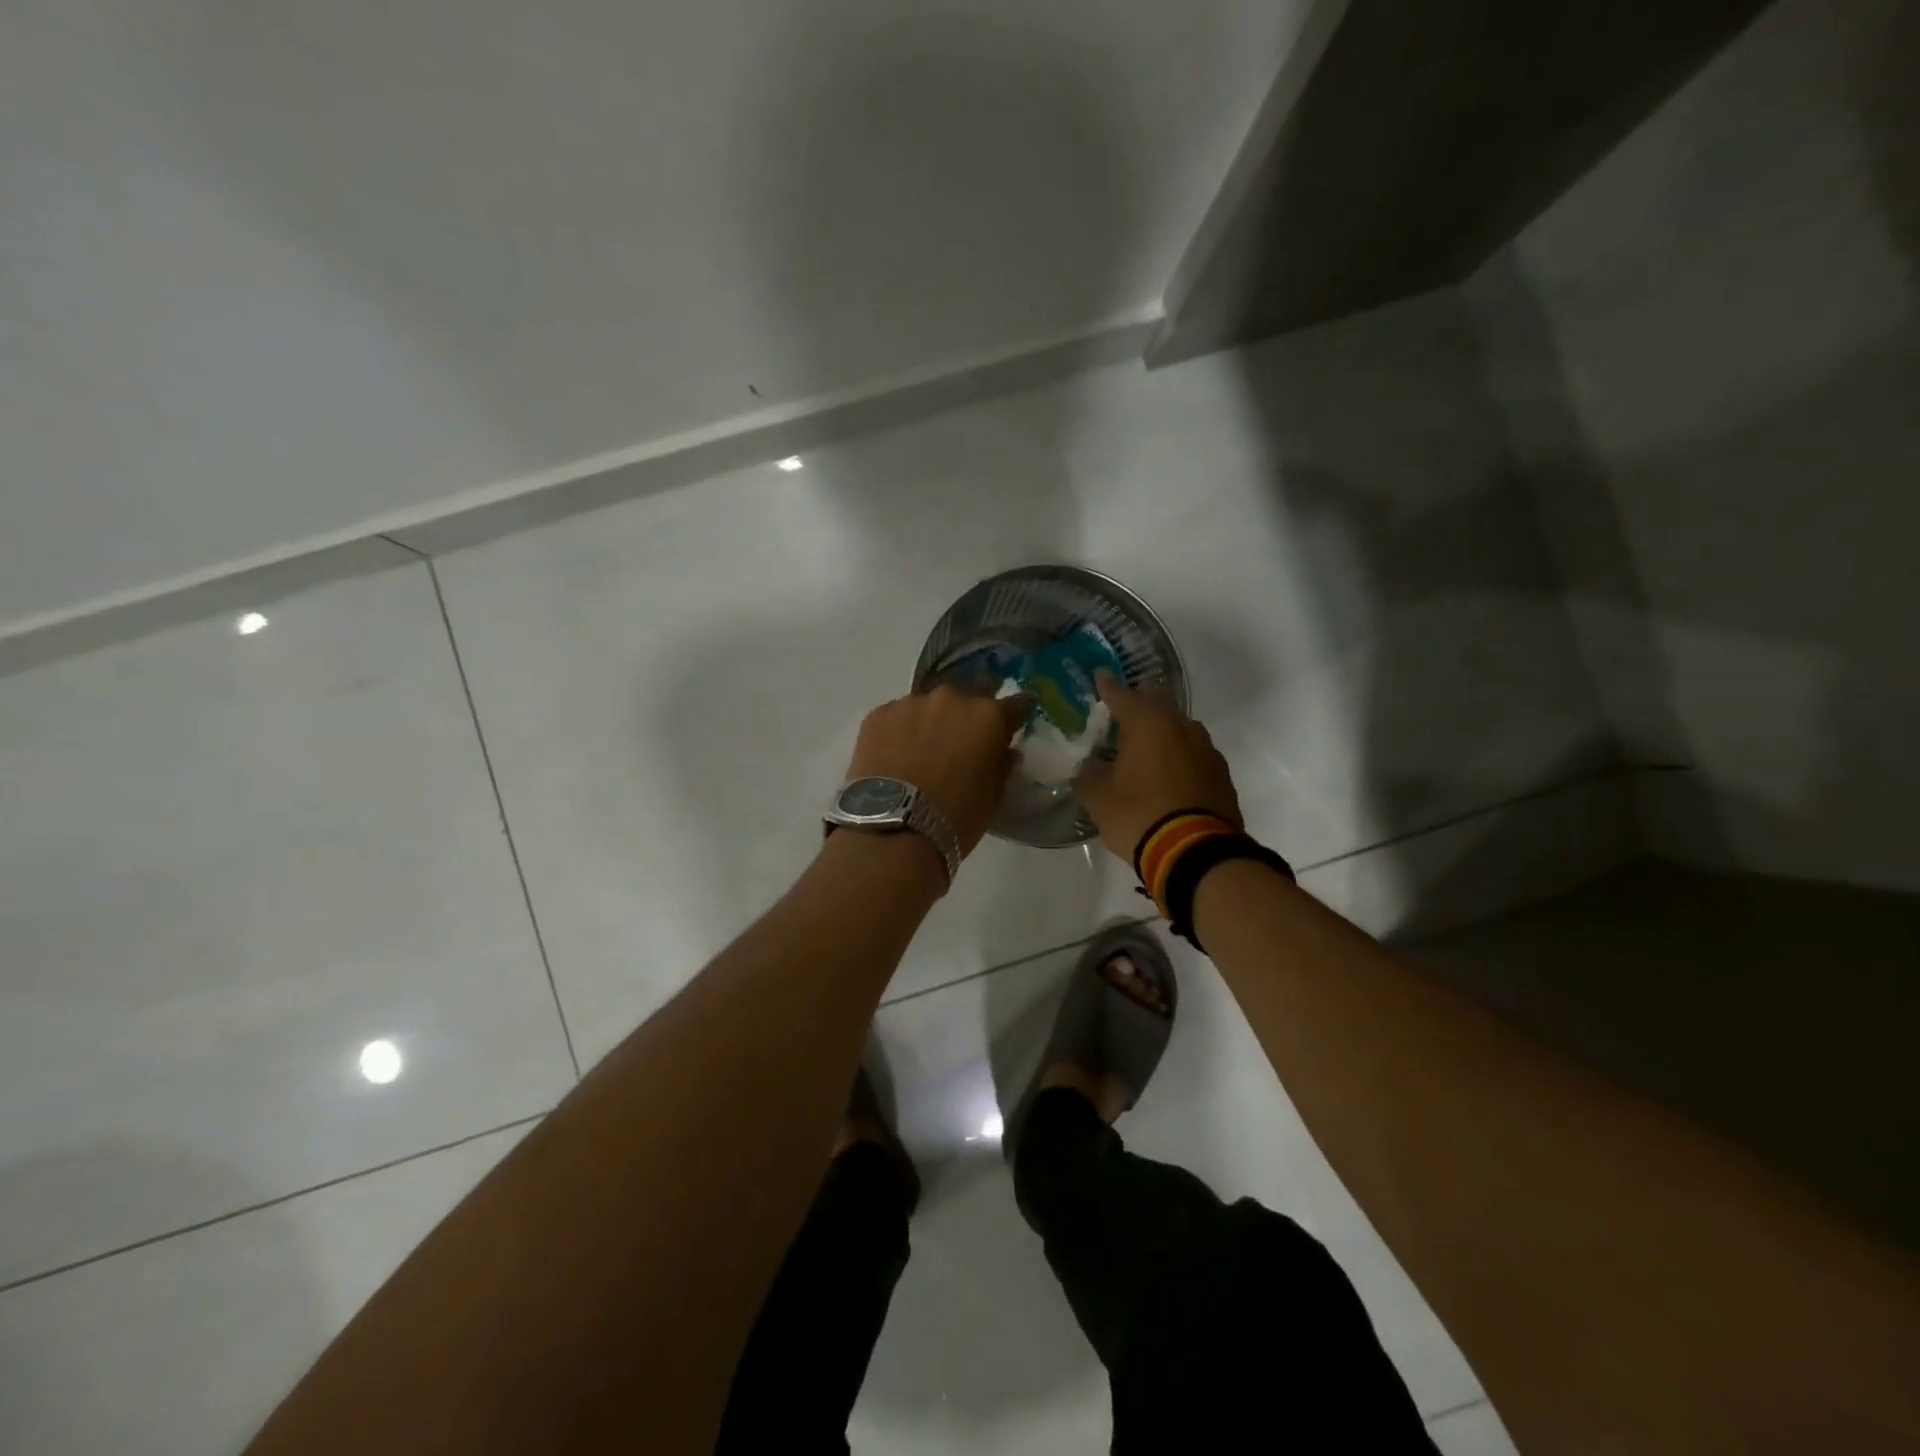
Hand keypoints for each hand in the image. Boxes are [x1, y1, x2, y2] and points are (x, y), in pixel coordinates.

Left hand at [844, 686, 1031, 857]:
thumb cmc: (956, 817)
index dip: (1017, 713)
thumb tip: (1005, 750)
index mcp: (988, 716)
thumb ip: (1002, 763)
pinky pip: (897, 717)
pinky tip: (894, 755)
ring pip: (928, 706)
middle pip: (967, 699)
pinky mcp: (878, 714)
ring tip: (921, 751)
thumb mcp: (994, 795)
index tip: (1016, 720)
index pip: (1016, 703)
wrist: (894, 828)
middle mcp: (952, 698)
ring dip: (931, 722)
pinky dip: (900, 731)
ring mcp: (911, 703)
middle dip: (968, 716)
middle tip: (960, 742)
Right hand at [1077, 672, 1241, 864]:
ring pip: (1179, 728)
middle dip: (1139, 705)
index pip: (1122, 695)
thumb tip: (1088, 767)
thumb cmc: (1139, 817)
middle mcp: (1181, 727)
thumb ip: (1089, 776)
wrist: (1196, 854)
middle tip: (1120, 714)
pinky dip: (1177, 756)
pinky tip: (1166, 773)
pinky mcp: (1221, 774)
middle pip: (1157, 704)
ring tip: (1143, 747)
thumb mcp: (1099, 799)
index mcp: (1148, 724)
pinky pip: (1193, 754)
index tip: (1100, 675)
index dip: (1108, 686)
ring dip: (1161, 732)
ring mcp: (1206, 750)